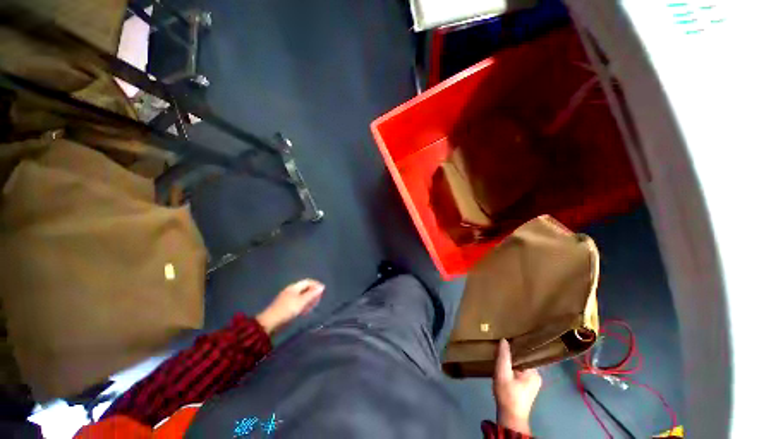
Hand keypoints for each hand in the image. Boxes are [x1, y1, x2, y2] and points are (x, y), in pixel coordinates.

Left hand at [256, 279, 324, 334]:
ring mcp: (287, 298)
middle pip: (305, 288)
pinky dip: (303, 304)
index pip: (308, 281)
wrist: (270, 322)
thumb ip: (312, 294)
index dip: (316, 284)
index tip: (323, 291)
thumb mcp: (301, 301)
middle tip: (318, 300)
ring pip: (302, 295)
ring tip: (313, 306)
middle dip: (313, 292)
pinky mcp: (285, 305)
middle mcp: (291, 290)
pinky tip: (304, 310)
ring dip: (309, 299)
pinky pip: (297, 301)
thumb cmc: (287, 310)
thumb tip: (322, 286)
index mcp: (294, 287)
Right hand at [492, 339, 541, 435]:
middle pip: (521, 359)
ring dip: (509, 363)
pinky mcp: (526, 387)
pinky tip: (502, 370)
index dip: (513, 347)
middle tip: (497, 353)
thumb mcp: (502, 373)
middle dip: (509, 356)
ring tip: (498, 359)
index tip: (503, 343)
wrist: (510, 417)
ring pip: (518, 365)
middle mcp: (536, 375)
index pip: (524, 353)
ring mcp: (532, 382)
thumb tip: (504, 340)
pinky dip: (510, 369)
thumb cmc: (507, 395)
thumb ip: (503, 356)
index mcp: (534, 372)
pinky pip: (518, 372)